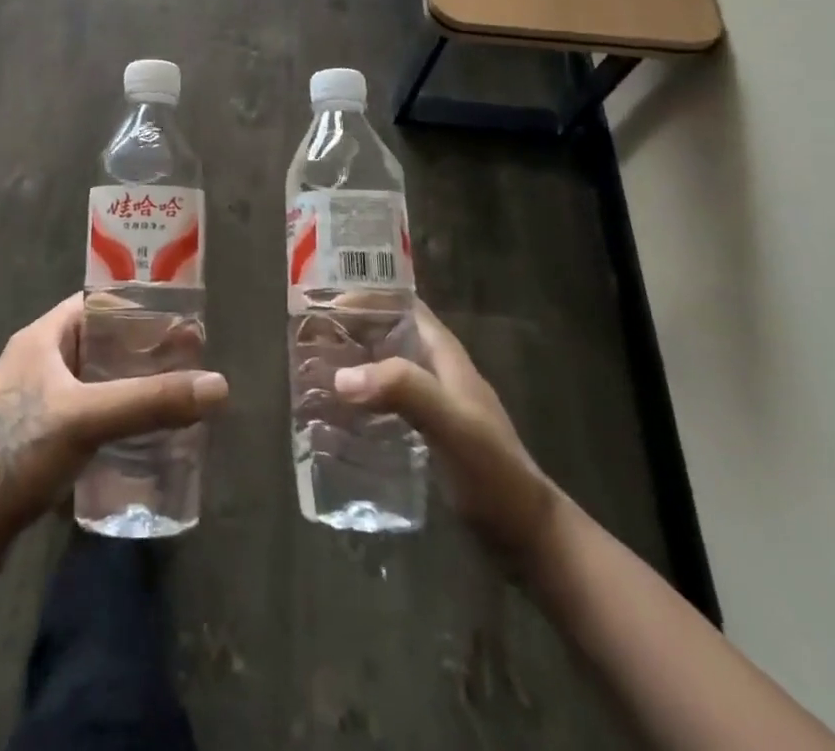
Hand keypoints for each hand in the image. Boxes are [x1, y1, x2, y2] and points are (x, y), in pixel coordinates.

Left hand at [0, 295, 227, 571]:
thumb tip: (218, 386)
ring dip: (125, 388)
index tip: (179, 324)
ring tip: (168, 401)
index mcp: (40, 338)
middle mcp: (34, 361)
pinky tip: (134, 439)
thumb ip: (151, 401)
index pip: (96, 304)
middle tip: (185, 366)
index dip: (137, 309)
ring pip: (89, 382)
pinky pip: (80, 414)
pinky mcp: (30, 439)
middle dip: (139, 353)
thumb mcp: (87, 419)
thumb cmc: (17, 455)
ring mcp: (29, 402)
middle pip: (97, 344)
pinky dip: (108, 418)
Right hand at [333, 302, 556, 565]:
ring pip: (383, 369)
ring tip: (311, 373)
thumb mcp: (451, 424)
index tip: (323, 301)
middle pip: (387, 334)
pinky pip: (385, 404)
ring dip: (352, 366)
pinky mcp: (426, 436)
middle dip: (349, 331)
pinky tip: (336, 417)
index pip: (401, 305)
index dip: (366, 296)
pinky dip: (360, 401)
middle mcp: (436, 371)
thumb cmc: (493, 473)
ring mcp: (432, 404)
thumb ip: (403, 390)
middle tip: (306, 339)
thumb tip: (342, 376)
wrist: (529, 539)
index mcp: (443, 354)